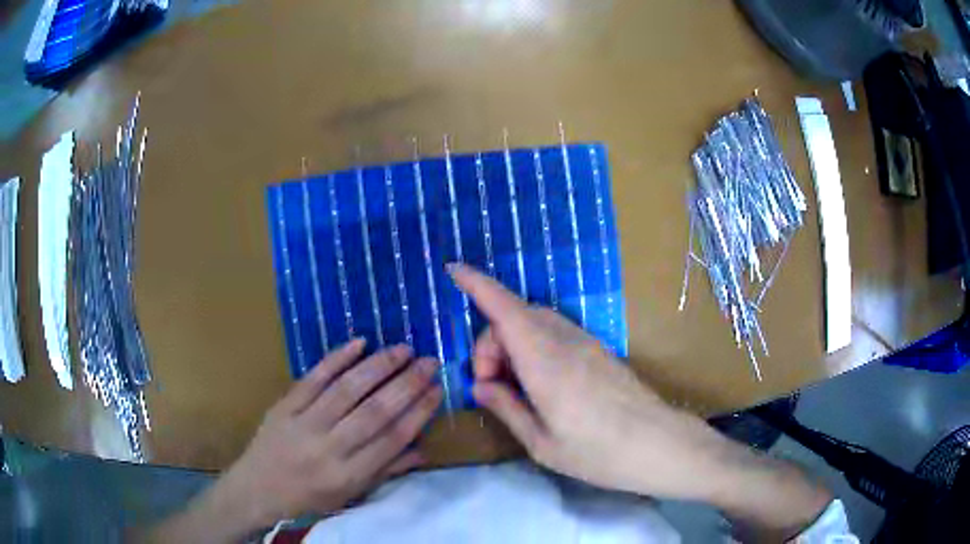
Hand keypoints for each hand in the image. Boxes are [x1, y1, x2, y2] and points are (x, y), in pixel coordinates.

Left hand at [145, 340, 441, 542]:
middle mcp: (330, 448)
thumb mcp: (351, 494)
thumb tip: (423, 449)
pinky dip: (337, 358)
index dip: (419, 411)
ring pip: (348, 389)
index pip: (393, 438)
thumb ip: (387, 470)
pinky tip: (359, 342)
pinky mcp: (285, 405)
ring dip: (378, 366)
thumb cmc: (309, 497)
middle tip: (429, 361)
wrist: (257, 489)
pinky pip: (314, 377)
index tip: (438, 389)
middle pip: (375, 411)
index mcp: (350, 474)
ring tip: (403, 349)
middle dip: (407, 383)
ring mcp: (305, 423)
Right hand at [450, 264, 830, 539]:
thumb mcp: (543, 444)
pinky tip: (537, 384)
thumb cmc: (600, 454)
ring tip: (513, 389)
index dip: (477, 285)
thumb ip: (507, 408)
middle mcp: (565, 342)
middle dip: (490, 342)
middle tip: (490, 387)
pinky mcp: (597, 351)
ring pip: (535, 323)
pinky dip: (533, 347)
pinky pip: (554, 333)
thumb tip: (480, 386)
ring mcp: (585, 343)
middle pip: (514, 317)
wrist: (661, 446)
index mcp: (545, 363)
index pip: (504, 310)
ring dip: (512, 345)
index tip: (453, 269)